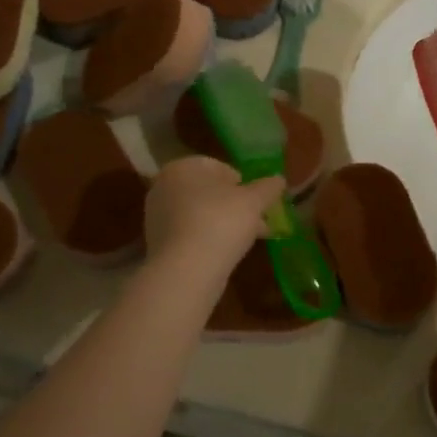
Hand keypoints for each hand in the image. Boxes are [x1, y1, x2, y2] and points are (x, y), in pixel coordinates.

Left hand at [145, 157, 285, 270]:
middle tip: (258, 220)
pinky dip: (209, 239)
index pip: (218, 166)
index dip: (243, 183)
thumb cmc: (220, 222)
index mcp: (183, 167)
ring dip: (225, 223)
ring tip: (249, 239)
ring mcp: (157, 216)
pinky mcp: (158, 243)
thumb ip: (268, 188)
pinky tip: (228, 253)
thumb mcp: (254, 201)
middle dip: (236, 205)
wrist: (186, 270)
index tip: (258, 201)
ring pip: (201, 214)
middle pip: (209, 191)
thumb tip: (279, 180)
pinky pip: (190, 234)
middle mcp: (164, 186)